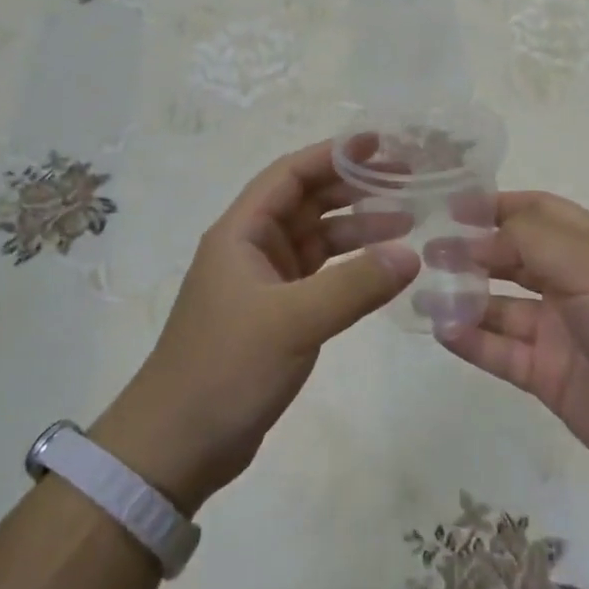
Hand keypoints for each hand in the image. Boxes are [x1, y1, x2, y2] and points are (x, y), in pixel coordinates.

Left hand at [91, 142, 419, 513]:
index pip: (290, 175)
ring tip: (408, 222)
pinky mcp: (276, 316)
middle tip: (409, 181)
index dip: (333, 154)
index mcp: (241, 233)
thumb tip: (411, 254)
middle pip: (307, 202)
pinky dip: (350, 268)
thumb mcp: (293, 322)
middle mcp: (252, 249)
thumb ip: (354, 285)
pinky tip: (383, 270)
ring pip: (316, 239)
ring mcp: (264, 284)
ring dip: (357, 228)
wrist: (177, 444)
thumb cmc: (225, 369)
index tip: (380, 144)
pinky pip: (320, 276)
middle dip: (354, 188)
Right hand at [437, 192, 588, 494]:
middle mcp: (573, 284)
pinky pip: (500, 352)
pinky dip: (470, 340)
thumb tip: (476, 235)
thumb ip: (531, 242)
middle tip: (425, 249)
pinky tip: (441, 329)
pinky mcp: (548, 377)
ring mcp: (559, 332)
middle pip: (512, 257)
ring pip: (500, 307)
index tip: (448, 205)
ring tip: (422, 289)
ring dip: (463, 296)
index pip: (536, 212)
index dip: (495, 206)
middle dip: (471, 250)